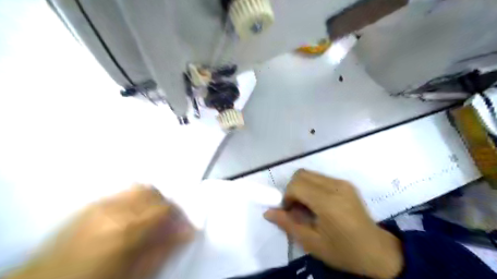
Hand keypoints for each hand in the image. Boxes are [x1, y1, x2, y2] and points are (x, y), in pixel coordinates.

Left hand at [9, 185, 193, 278]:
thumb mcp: (136, 274)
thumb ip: (164, 250)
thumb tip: (187, 232)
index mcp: (126, 228)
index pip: (165, 207)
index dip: (180, 215)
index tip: (185, 226)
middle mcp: (113, 208)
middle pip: (152, 192)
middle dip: (166, 205)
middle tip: (169, 222)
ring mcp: (99, 204)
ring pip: (138, 188)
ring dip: (151, 200)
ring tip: (151, 218)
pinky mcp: (90, 205)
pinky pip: (122, 193)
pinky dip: (136, 200)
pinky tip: (133, 217)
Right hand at [263, 170, 402, 278]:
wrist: (377, 251)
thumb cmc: (343, 251)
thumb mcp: (311, 243)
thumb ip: (287, 224)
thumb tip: (267, 212)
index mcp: (328, 202)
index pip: (296, 184)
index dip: (287, 196)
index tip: (289, 211)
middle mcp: (335, 186)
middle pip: (301, 174)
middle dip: (292, 189)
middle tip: (296, 208)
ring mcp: (342, 183)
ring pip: (310, 174)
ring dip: (302, 187)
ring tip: (307, 207)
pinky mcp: (346, 183)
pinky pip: (320, 178)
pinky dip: (312, 187)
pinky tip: (318, 204)